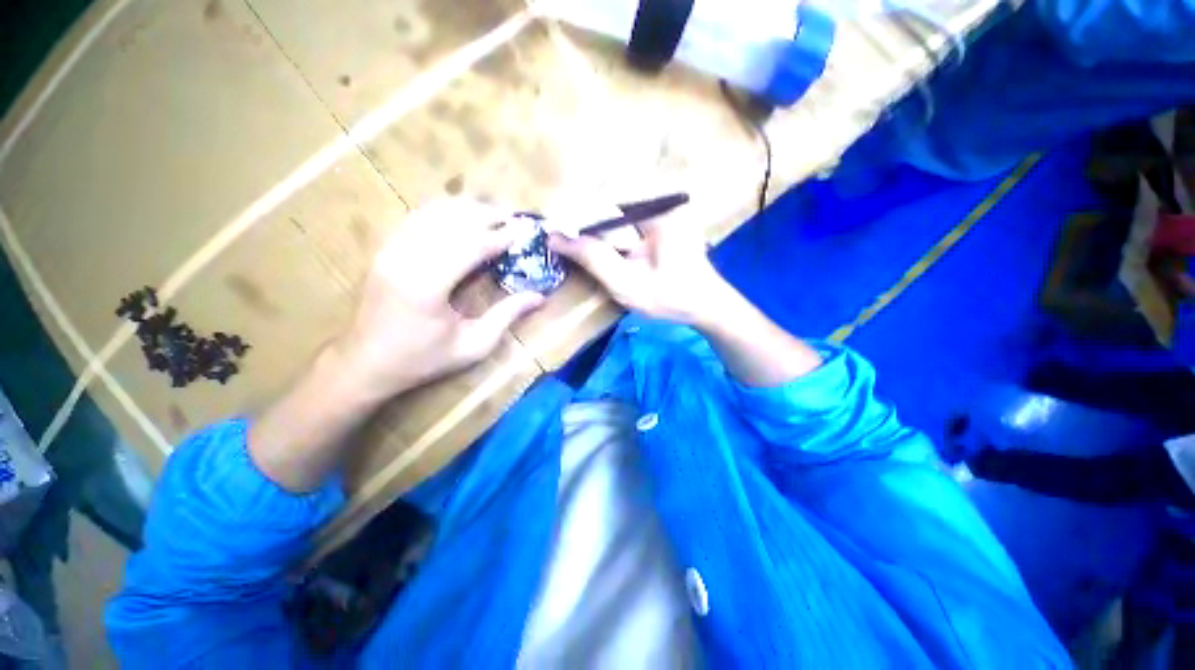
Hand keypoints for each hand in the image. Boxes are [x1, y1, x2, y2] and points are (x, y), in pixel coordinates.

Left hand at [336, 199, 543, 399]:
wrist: (366, 363)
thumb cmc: (423, 359)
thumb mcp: (473, 345)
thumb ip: (507, 316)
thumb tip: (539, 297)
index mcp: (427, 286)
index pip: (470, 246)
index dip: (499, 236)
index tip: (523, 232)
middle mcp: (405, 259)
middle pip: (451, 221)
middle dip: (485, 215)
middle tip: (512, 216)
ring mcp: (389, 250)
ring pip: (433, 213)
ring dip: (465, 209)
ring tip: (492, 213)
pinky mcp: (383, 250)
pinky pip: (416, 218)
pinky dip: (443, 212)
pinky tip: (460, 215)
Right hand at [548, 207, 734, 327]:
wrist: (705, 303)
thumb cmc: (672, 298)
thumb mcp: (628, 285)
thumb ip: (593, 259)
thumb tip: (555, 237)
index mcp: (661, 208)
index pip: (607, 192)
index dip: (576, 209)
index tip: (554, 229)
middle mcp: (662, 195)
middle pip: (609, 190)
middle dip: (581, 212)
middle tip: (560, 235)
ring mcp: (663, 201)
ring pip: (614, 198)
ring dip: (591, 217)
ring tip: (572, 238)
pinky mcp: (660, 211)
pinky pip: (624, 208)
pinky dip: (604, 223)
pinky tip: (594, 239)